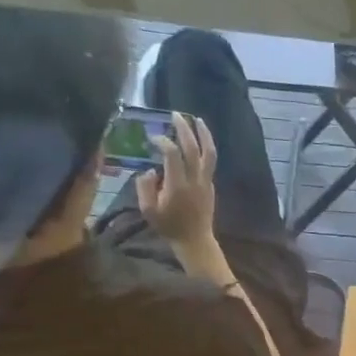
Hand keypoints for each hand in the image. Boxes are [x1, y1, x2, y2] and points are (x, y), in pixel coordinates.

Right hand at [135, 112, 217, 243]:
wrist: (195, 241)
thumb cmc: (169, 227)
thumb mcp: (148, 210)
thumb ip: (145, 187)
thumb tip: (150, 170)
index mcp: (177, 185)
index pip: (172, 154)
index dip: (163, 141)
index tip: (153, 137)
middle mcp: (195, 181)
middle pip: (193, 148)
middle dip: (184, 129)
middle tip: (176, 114)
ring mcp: (206, 183)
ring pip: (209, 154)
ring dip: (204, 134)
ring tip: (197, 120)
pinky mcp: (211, 186)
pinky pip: (210, 162)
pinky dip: (206, 148)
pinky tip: (198, 140)